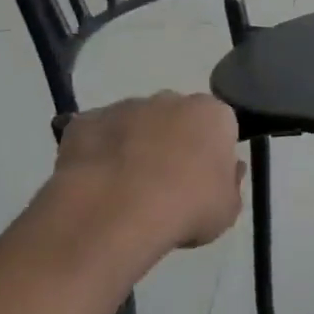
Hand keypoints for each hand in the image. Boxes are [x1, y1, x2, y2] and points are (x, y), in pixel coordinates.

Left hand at [51, 92, 244, 251]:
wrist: (113, 213)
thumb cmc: (187, 207)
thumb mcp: (229, 207)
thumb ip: (231, 184)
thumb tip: (227, 171)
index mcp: (213, 115)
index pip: (220, 126)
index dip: (213, 152)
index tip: (206, 178)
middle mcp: (171, 99)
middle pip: (177, 117)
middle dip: (174, 141)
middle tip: (168, 181)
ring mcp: (124, 107)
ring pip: (136, 123)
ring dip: (135, 145)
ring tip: (127, 188)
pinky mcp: (83, 122)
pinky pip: (97, 135)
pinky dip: (98, 153)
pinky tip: (97, 184)